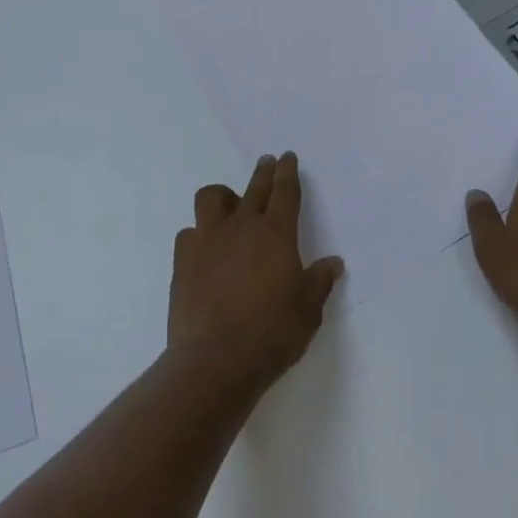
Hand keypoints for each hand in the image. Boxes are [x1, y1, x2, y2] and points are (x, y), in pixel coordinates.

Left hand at [169, 151, 342, 392]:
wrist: (216, 359)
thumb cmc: (272, 333)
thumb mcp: (308, 310)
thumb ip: (319, 281)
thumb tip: (334, 263)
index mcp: (276, 234)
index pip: (285, 192)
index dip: (287, 172)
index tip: (287, 157)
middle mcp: (241, 227)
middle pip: (254, 187)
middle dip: (264, 172)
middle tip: (267, 162)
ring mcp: (208, 240)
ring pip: (211, 198)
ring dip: (223, 197)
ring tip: (230, 206)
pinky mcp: (183, 260)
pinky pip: (189, 233)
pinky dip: (199, 235)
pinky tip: (205, 251)